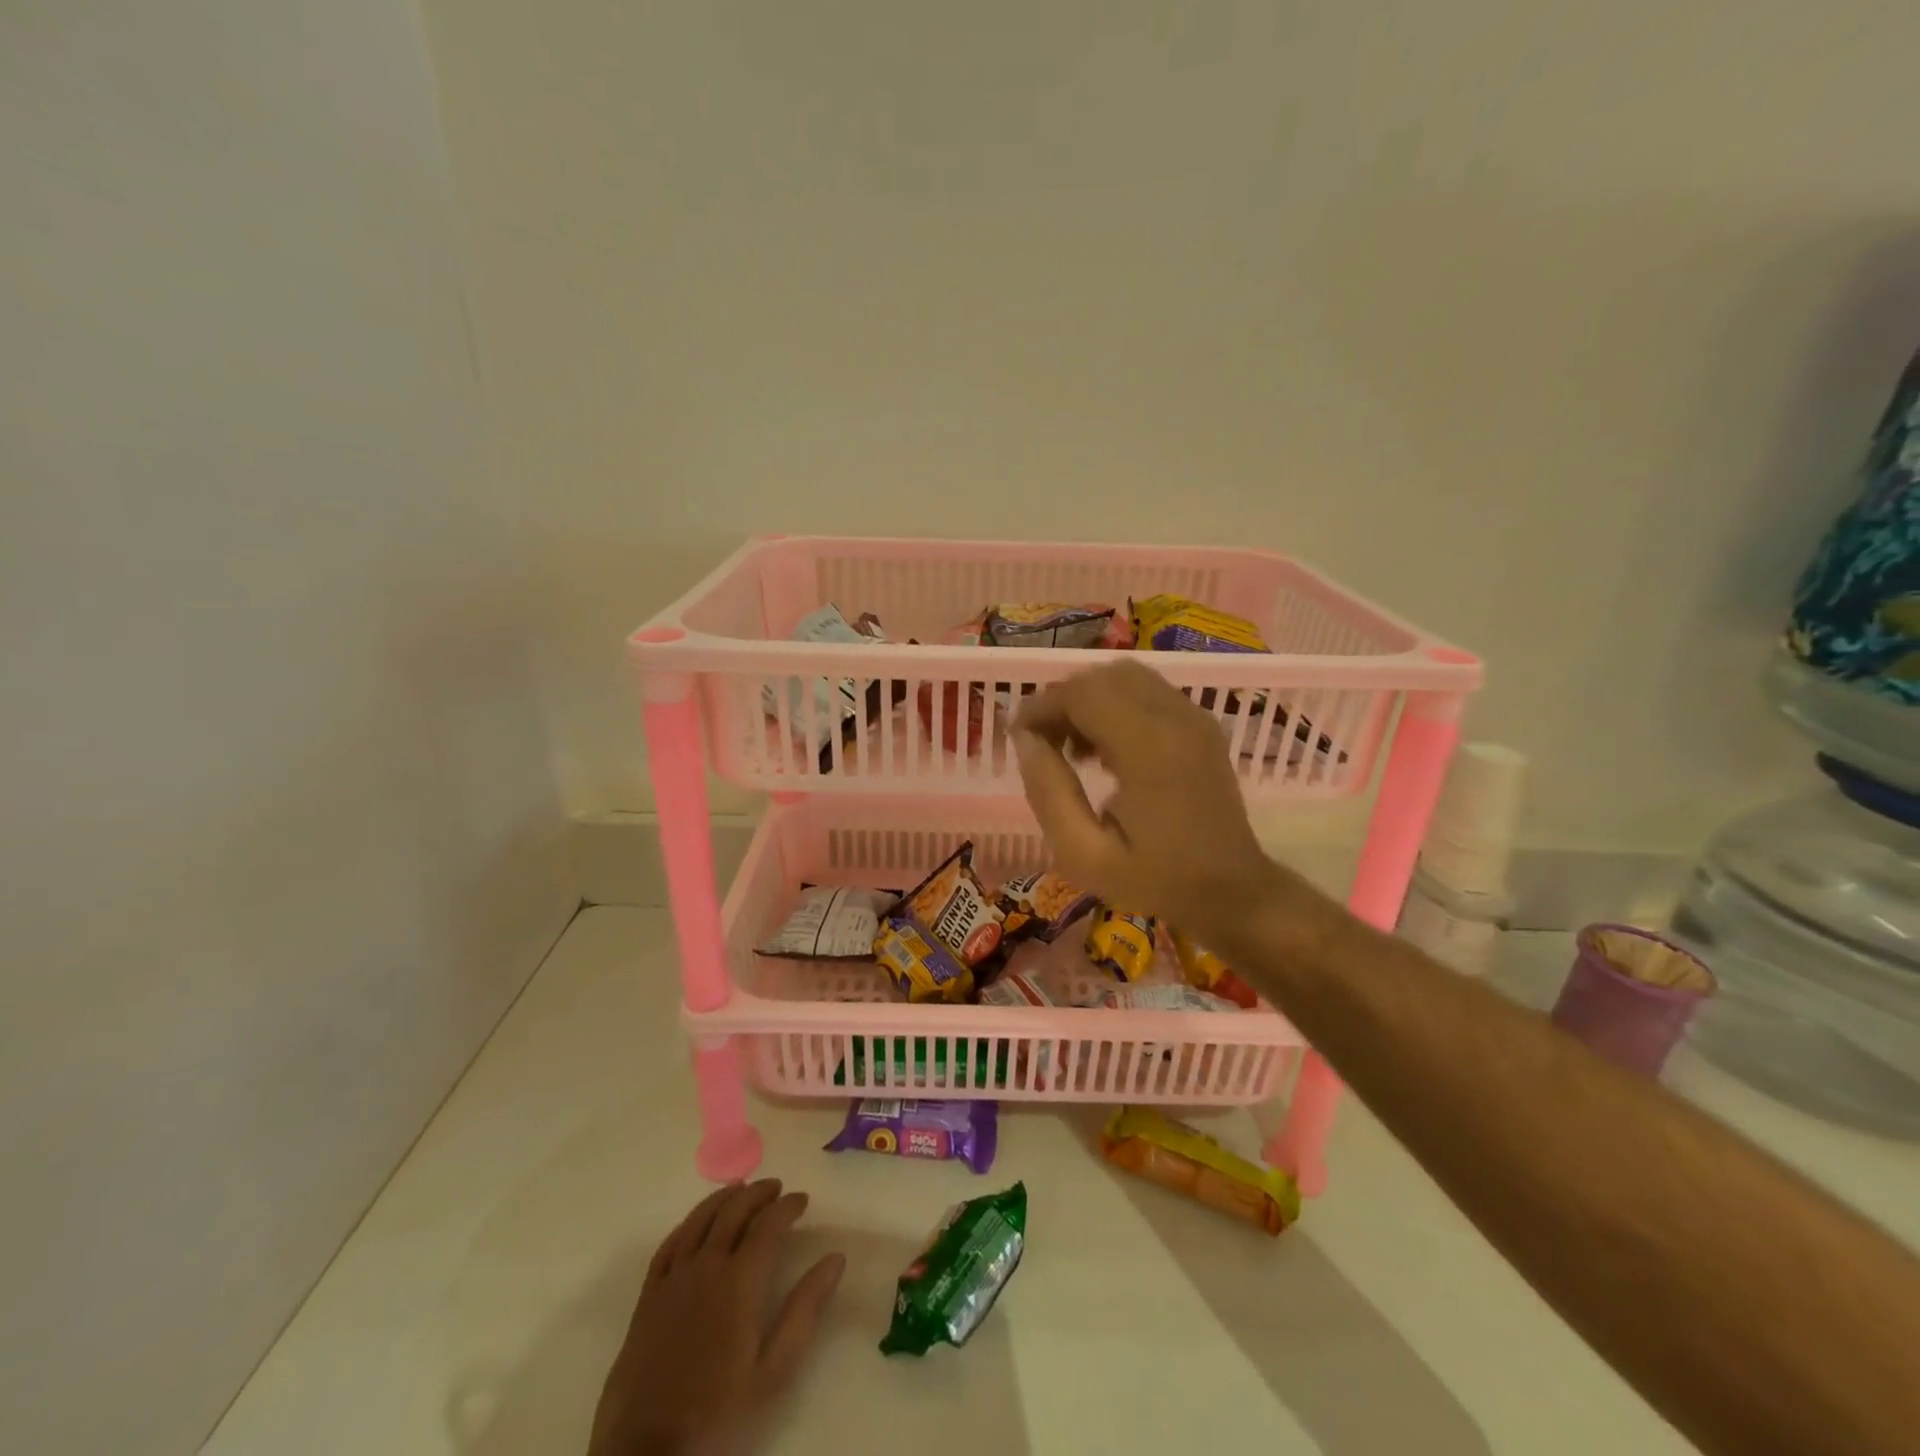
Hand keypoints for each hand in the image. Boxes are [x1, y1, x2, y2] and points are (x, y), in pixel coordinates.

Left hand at [589, 1180, 845, 1455]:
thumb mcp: (774, 1370)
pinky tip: (696, 1222)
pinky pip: (669, 1245)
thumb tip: (835, 1259)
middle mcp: (706, 1267)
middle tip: (777, 1187)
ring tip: (741, 1189)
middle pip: (733, 1211)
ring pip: (700, 1219)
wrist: (648, 1454)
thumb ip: (805, 1309)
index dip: (788, 1206)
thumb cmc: (719, 1413)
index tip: (803, 1200)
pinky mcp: (647, 1298)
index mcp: (740, 1281)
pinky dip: (688, 1223)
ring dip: (723, 1199)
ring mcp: (673, 1279)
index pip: (769, 1225)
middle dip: (758, 1193)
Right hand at [1013, 660, 1291, 943]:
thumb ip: (1049, 793)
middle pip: (1102, 677)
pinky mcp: (1202, 723)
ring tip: (1072, 747)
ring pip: (1125, 676)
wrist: (1233, 891)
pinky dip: (1115, 704)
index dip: (1041, 707)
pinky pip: (1147, 690)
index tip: (1018, 736)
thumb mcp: (1085, 855)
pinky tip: (1105, 748)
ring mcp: (1194, 716)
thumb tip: (1025, 740)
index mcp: (1148, 749)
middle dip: (1063, 700)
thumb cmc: (1156, 880)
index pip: (1082, 694)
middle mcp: (1175, 718)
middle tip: (1043, 745)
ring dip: (1089, 699)